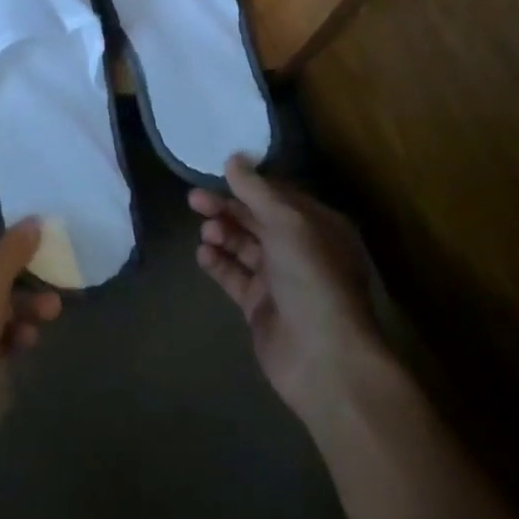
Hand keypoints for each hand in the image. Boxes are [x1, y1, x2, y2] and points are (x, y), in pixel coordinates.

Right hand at [192, 158, 386, 427]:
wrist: (323, 359)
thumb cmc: (312, 279)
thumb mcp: (287, 224)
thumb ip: (257, 191)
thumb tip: (233, 159)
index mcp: (317, 226)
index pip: (278, 195)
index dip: (247, 183)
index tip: (215, 172)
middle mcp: (300, 249)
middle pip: (257, 219)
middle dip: (227, 207)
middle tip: (194, 200)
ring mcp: (280, 279)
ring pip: (243, 246)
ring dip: (222, 234)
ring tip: (206, 231)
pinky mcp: (260, 306)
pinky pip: (234, 275)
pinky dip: (217, 262)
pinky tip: (203, 254)